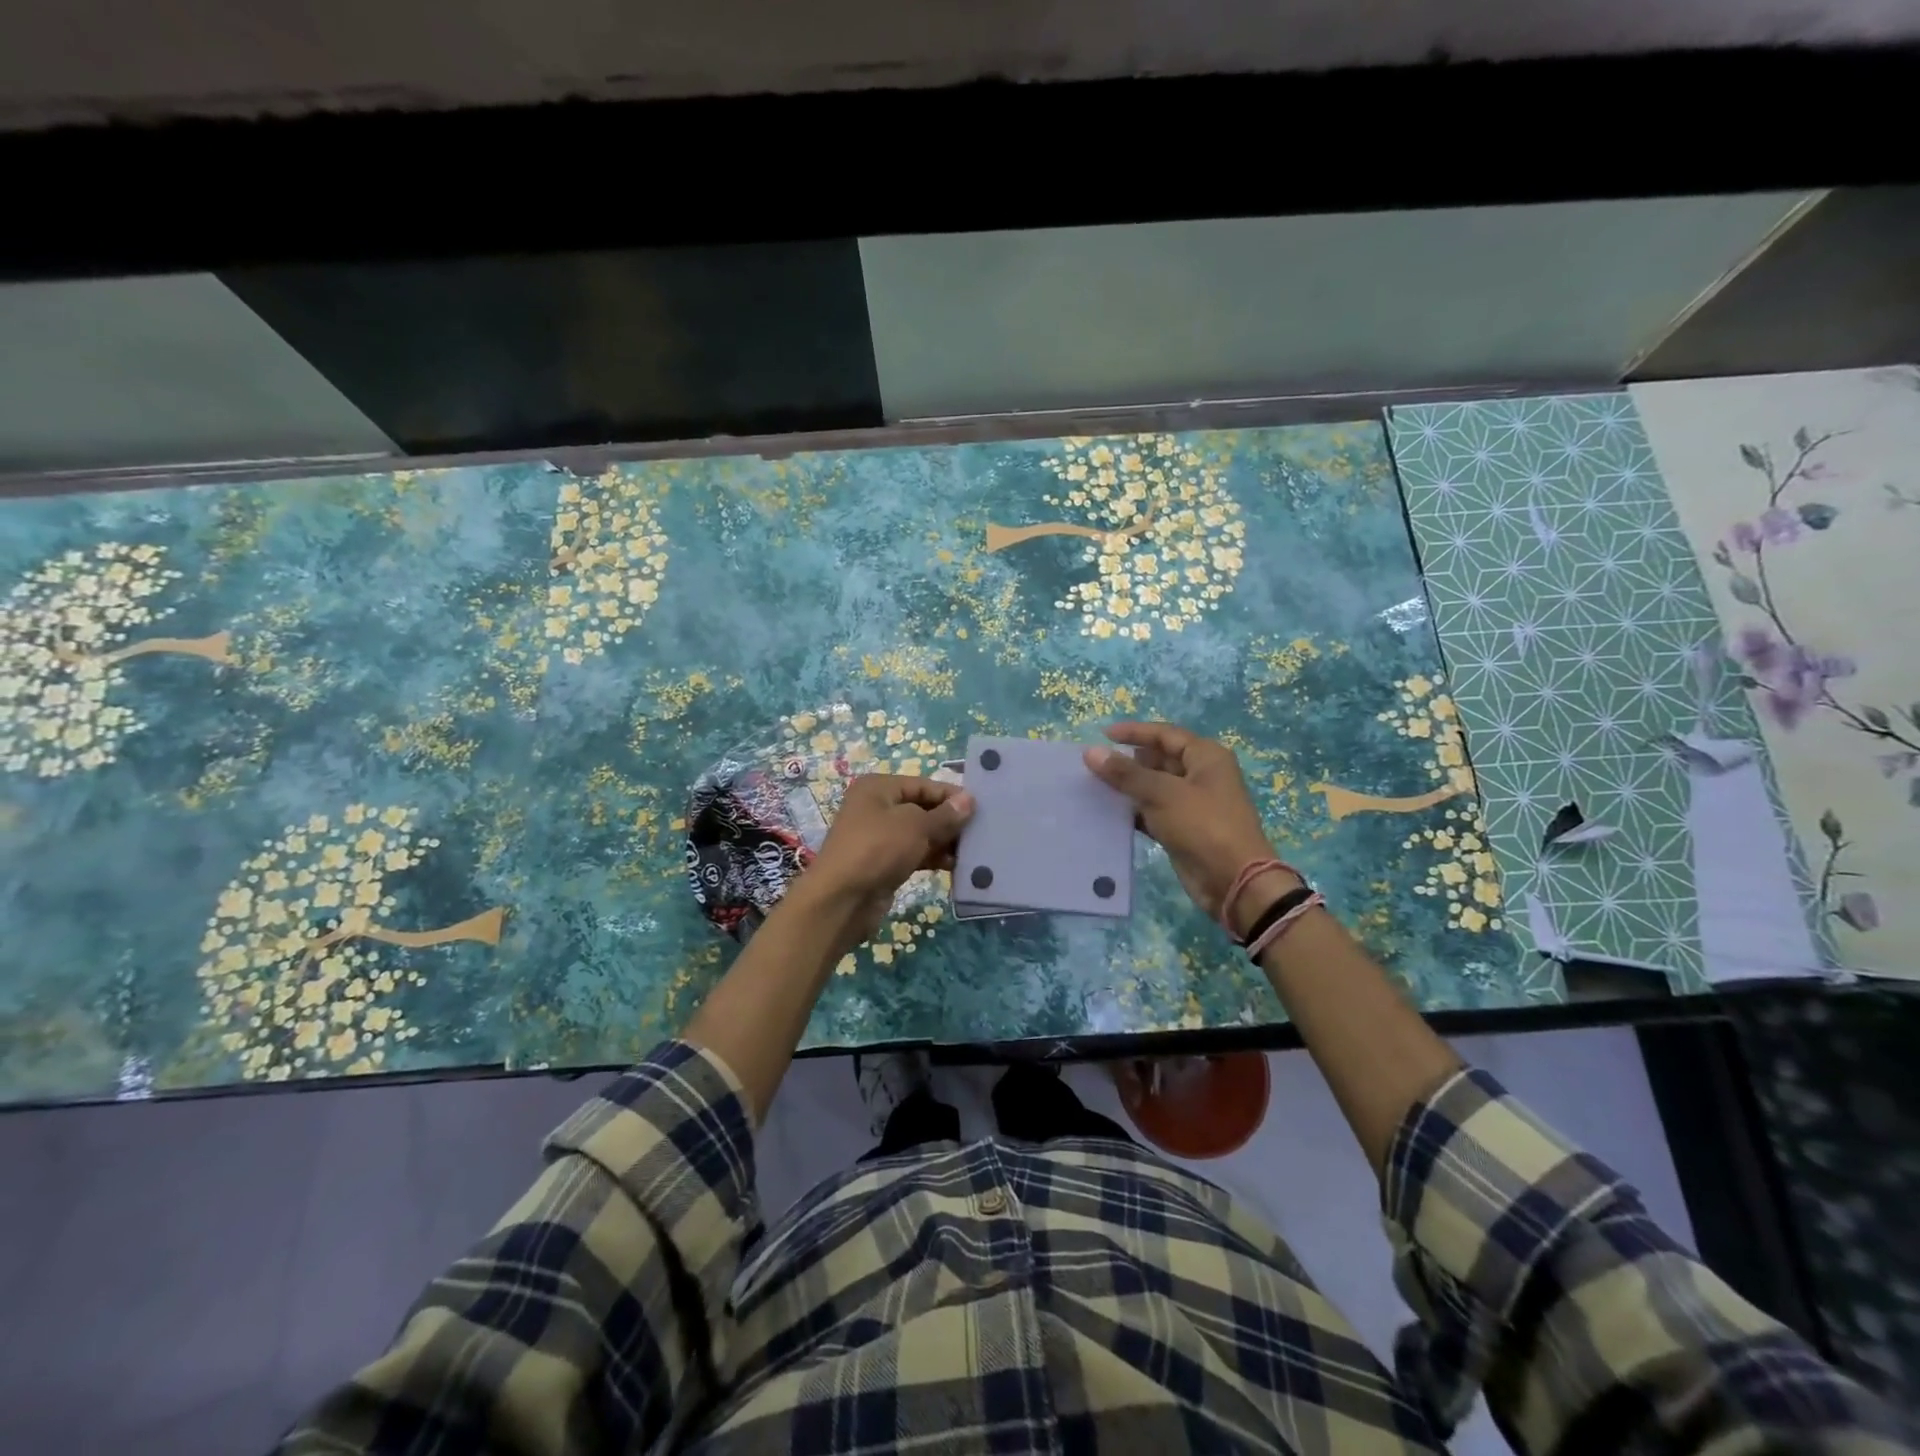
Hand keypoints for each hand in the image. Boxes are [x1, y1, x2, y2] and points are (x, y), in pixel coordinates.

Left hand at [798, 774, 974, 955]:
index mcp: (878, 788)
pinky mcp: (883, 863)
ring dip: (944, 841)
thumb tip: (969, 799)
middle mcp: (876, 807)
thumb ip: (945, 815)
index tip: (981, 808)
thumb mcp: (916, 827)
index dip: (951, 796)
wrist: (841, 900)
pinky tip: (956, 866)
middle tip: (981, 831)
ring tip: (973, 851)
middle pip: (922, 808)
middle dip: (949, 821)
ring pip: (920, 833)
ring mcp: (878, 837)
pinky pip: (914, 853)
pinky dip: (933, 857)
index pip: (923, 784)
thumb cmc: (877, 850)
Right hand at [1084, 721, 1294, 932]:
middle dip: (1128, 761)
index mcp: (1205, 757)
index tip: (1103, 735)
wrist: (1233, 881)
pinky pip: (1153, 812)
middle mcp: (1201, 775)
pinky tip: (1108, 813)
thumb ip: (1126, 773)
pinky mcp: (1182, 828)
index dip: (1134, 732)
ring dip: (1128, 788)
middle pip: (1159, 759)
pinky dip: (1134, 811)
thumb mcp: (1162, 794)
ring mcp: (1192, 804)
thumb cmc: (1203, 826)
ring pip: (1154, 787)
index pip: (1165, 734)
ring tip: (1094, 787)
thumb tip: (1091, 752)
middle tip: (1094, 766)